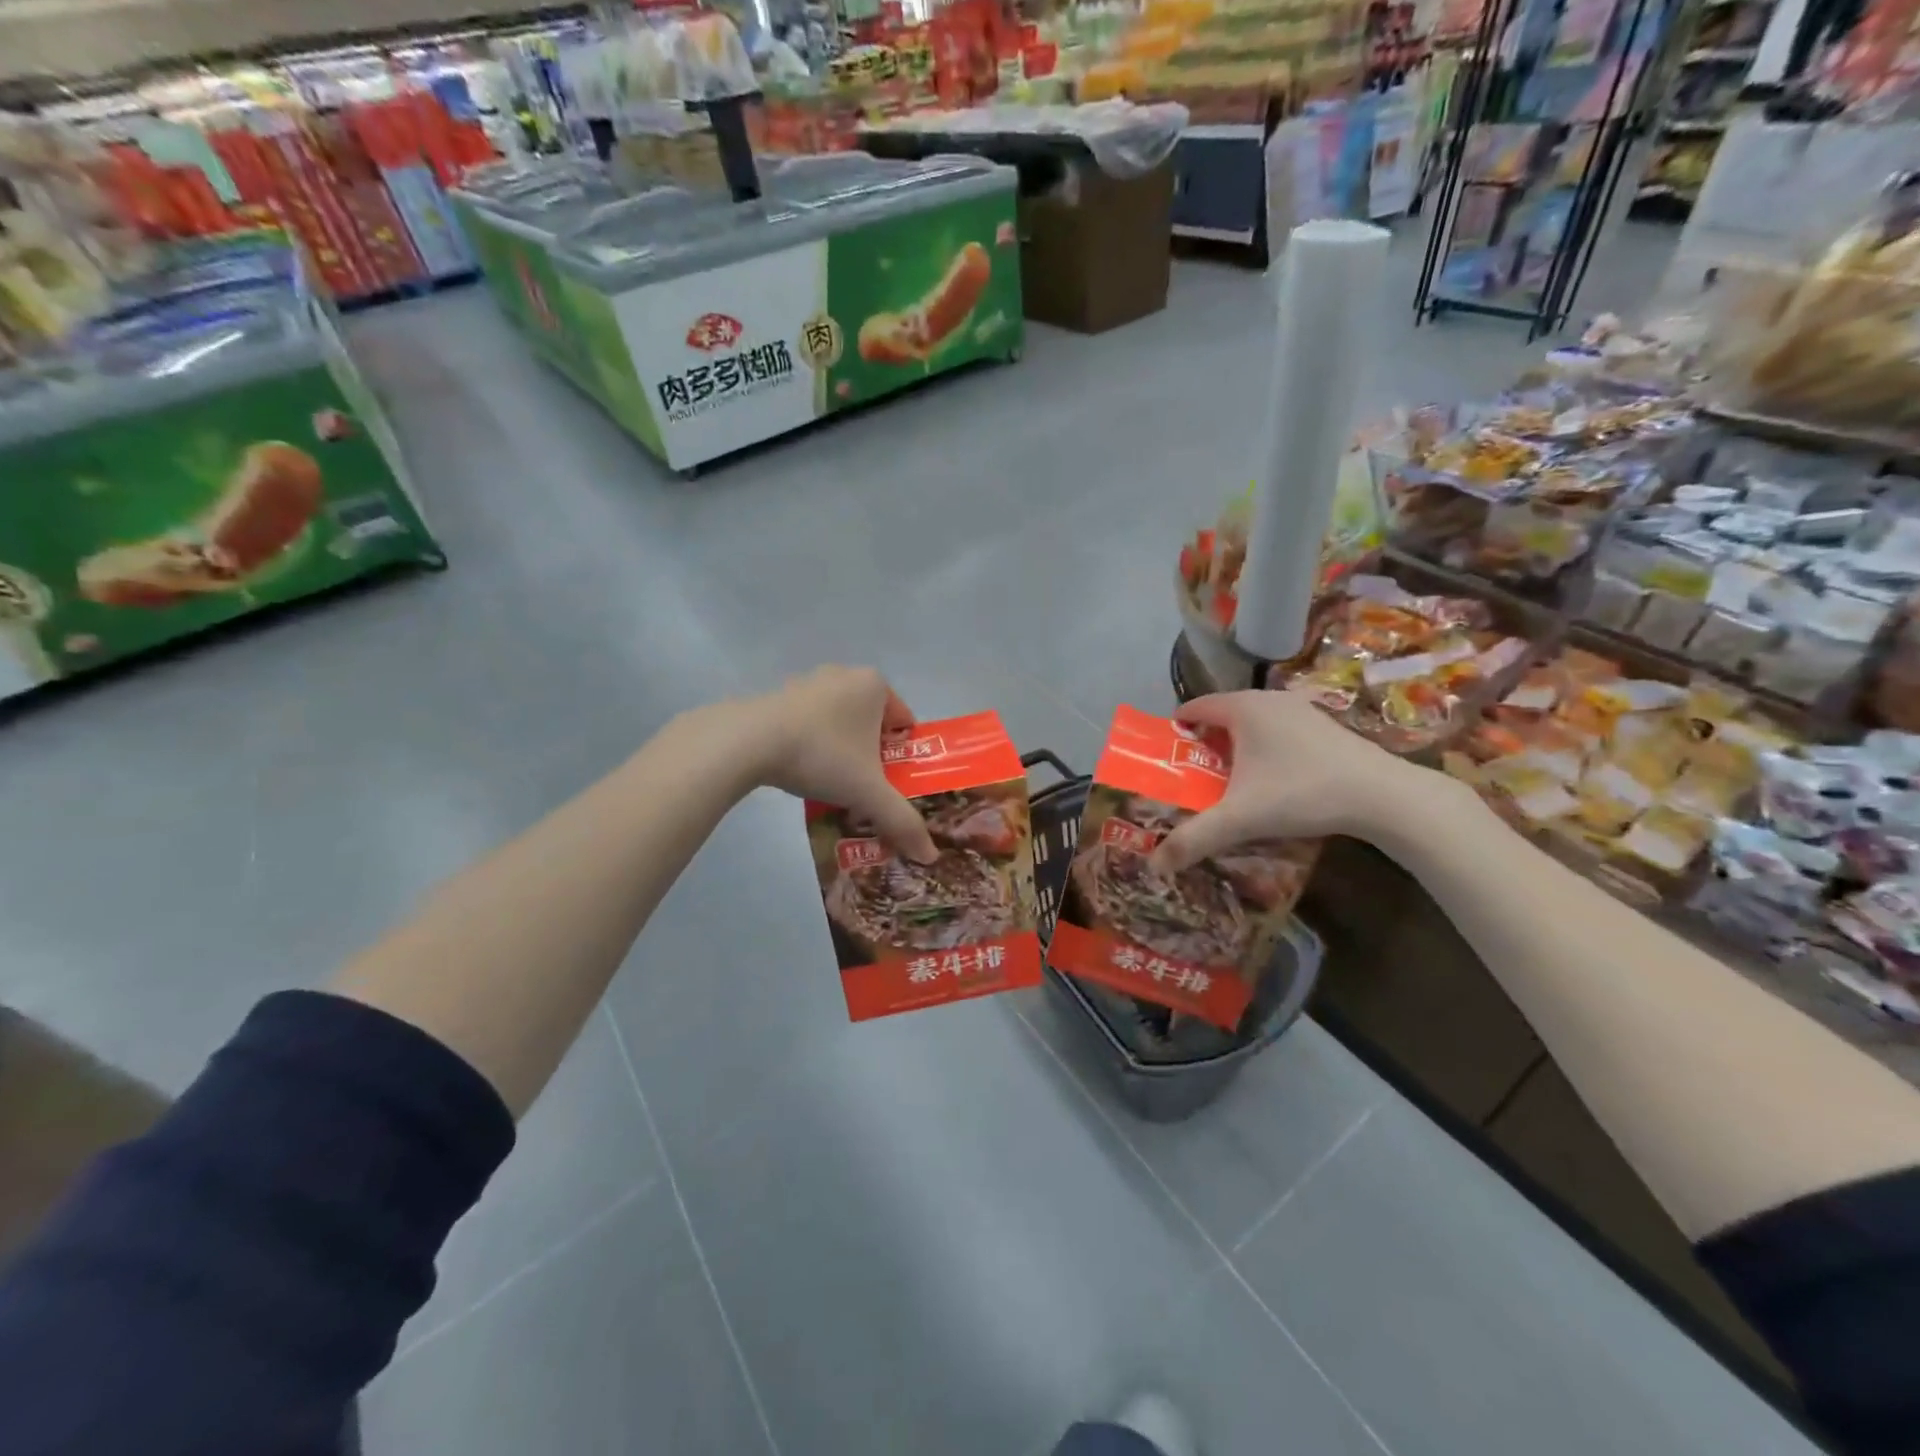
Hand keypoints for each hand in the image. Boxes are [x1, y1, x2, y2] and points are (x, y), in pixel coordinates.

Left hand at [748, 665, 937, 862]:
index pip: (904, 722)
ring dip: (840, 751)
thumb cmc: (822, 755)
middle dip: (870, 756)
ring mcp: (809, 682)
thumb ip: (901, 820)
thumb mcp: (868, 792)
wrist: (749, 742)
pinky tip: (801, 772)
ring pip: (839, 724)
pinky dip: (811, 745)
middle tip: (863, 788)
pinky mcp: (778, 695)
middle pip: (871, 724)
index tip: (889, 784)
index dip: (901, 756)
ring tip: (831, 785)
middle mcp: (845, 675)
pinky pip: (809, 724)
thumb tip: (931, 856)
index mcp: (875, 685)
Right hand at [1150, 688, 1437, 872]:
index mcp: (1243, 708)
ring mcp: (1301, 710)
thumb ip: (1195, 838)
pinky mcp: (1325, 726)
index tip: (1166, 757)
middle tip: (1192, 775)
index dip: (1175, 730)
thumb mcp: (1240, 818)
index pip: (1195, 707)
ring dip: (1235, 747)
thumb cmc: (1301, 793)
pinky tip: (1271, 781)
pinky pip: (1278, 731)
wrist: (1383, 796)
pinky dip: (1264, 749)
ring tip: (1227, 780)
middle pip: (1222, 715)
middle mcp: (1269, 699)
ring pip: (1253, 723)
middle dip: (1204, 743)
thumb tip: (1155, 864)